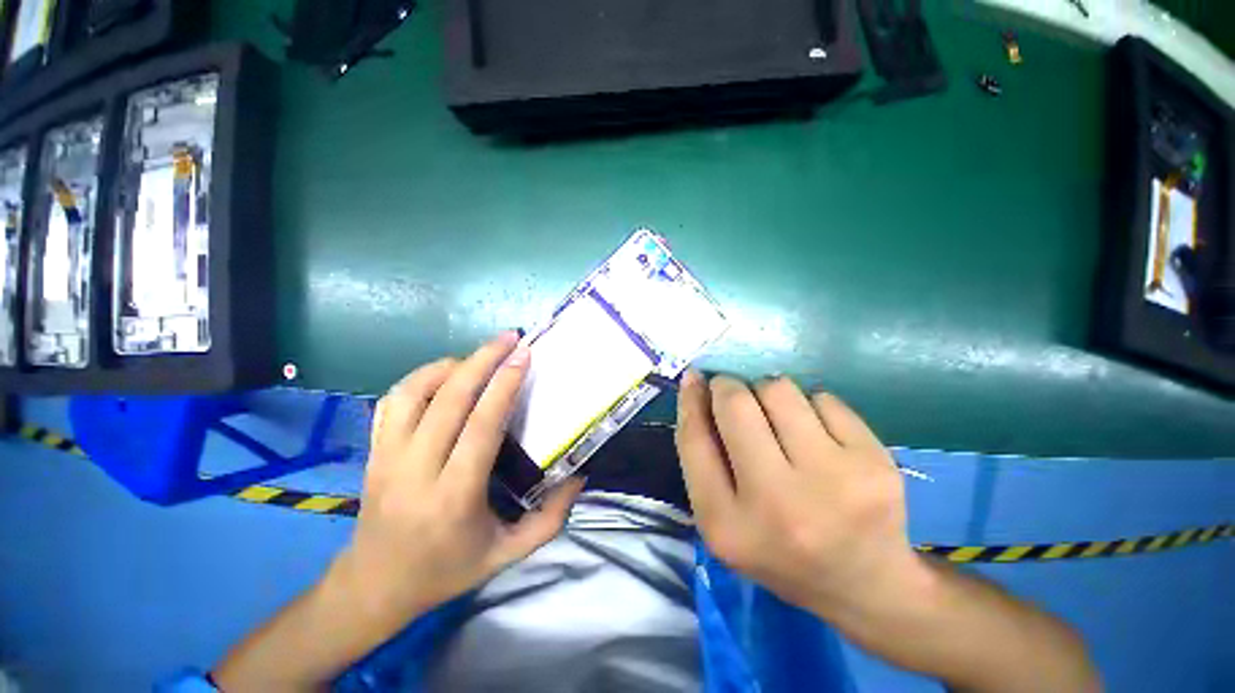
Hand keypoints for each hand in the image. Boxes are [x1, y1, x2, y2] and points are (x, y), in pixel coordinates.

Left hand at [334, 332, 583, 627]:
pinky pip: (391, 401)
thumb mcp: (507, 555)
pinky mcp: (372, 452)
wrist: (374, 587)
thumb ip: (550, 519)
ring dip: (449, 365)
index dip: (504, 385)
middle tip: (508, 338)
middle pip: (448, 399)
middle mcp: (416, 469)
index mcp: (453, 496)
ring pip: (413, 392)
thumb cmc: (446, 571)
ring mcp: (387, 457)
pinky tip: (443, 374)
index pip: (481, 426)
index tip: (524, 355)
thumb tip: (580, 477)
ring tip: (478, 356)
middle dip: (482, 360)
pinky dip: (419, 378)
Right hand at [675, 372, 922, 618]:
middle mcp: (779, 503)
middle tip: (735, 395)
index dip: (690, 400)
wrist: (865, 583)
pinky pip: (823, 397)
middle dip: (728, 388)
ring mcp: (834, 481)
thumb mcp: (721, 516)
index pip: (693, 439)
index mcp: (728, 525)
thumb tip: (695, 383)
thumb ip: (700, 454)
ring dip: (768, 393)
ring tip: (778, 420)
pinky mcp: (876, 463)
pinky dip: (810, 405)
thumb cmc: (777, 547)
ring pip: (779, 390)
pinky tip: (817, 435)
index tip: (694, 379)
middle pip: (737, 405)